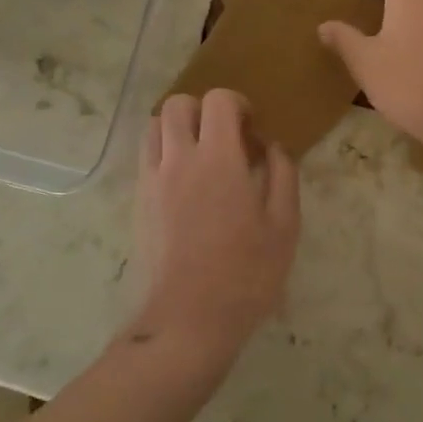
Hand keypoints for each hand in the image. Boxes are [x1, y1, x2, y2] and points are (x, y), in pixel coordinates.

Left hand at [127, 89, 300, 369]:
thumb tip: (273, 146)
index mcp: (219, 159)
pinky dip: (163, 152)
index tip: (251, 131)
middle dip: (203, 110)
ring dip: (178, 128)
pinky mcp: (138, 201)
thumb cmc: (245, 275)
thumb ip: (282, 175)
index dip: (238, 104)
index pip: (218, 100)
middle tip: (224, 138)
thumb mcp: (284, 226)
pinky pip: (146, 157)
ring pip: (154, 127)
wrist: (188, 321)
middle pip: (178, 104)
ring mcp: (153, 179)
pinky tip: (184, 183)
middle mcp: (179, 159)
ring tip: (200, 156)